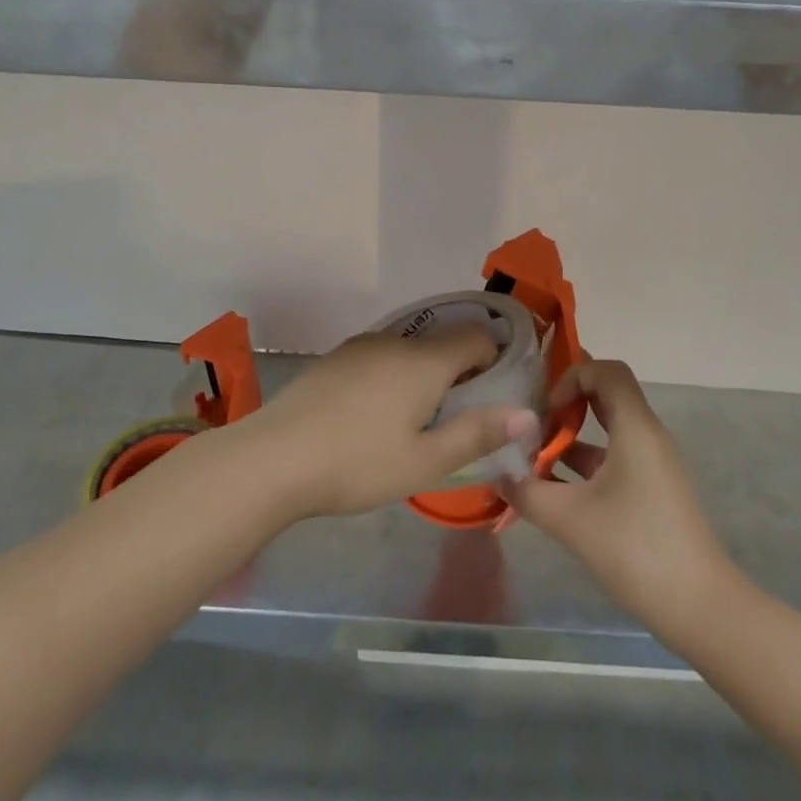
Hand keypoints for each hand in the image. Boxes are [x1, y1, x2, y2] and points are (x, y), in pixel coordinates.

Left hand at [239, 326, 541, 518]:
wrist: (273, 457)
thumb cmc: (357, 464)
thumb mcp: (425, 462)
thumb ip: (478, 434)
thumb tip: (527, 415)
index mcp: (425, 361)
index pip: (476, 336)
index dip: (493, 359)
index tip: (492, 393)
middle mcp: (394, 341)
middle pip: (442, 341)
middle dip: (458, 370)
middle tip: (455, 417)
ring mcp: (359, 347)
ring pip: (408, 349)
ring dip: (422, 373)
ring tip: (413, 420)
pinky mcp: (333, 359)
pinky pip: (379, 357)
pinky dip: (391, 375)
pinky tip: (373, 414)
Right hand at [503, 359, 730, 635]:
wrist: (700, 607)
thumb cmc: (635, 549)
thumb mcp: (570, 519)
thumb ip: (527, 492)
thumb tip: (497, 474)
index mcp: (635, 428)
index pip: (606, 370)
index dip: (572, 376)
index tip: (547, 410)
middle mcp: (647, 436)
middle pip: (606, 394)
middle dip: (566, 401)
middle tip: (531, 420)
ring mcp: (651, 464)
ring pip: (607, 429)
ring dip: (571, 437)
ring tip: (532, 457)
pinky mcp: (651, 490)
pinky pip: (613, 458)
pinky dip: (584, 463)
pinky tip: (553, 489)